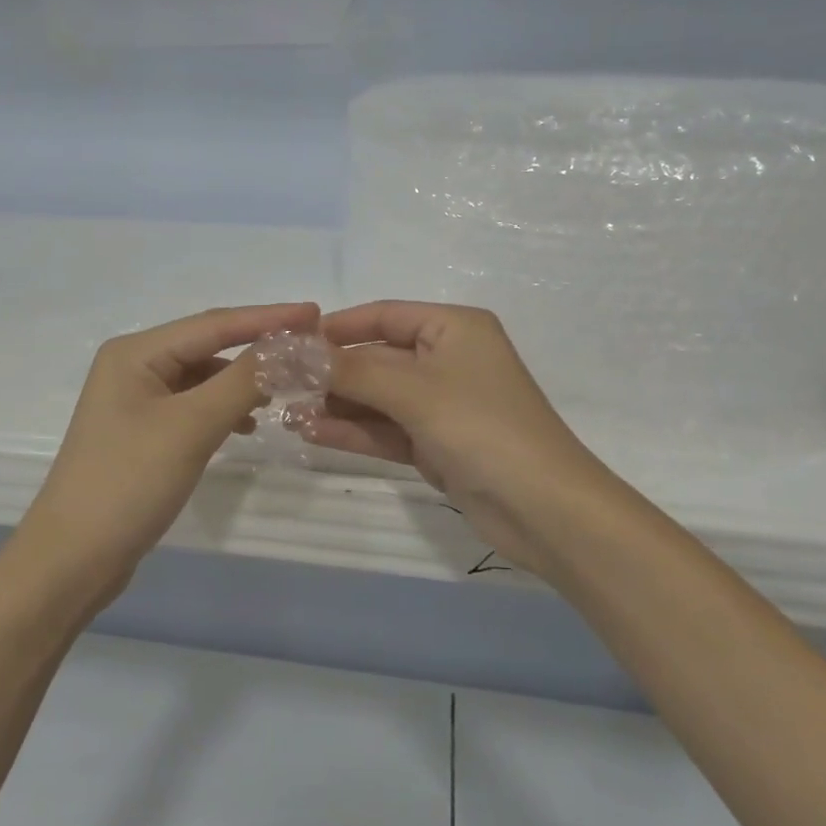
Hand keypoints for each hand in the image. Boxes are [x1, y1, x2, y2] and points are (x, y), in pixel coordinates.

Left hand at [21, 302, 320, 603]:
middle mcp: (133, 366)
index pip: (214, 323)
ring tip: (285, 387)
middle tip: (308, 345)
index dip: (267, 318)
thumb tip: (290, 346)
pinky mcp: (143, 432)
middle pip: (207, 345)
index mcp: (135, 352)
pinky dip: (223, 408)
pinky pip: (193, 405)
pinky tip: (247, 424)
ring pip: (202, 377)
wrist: (72, 559)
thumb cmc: (129, 482)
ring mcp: (136, 400)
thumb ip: (242, 381)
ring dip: (241, 380)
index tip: (314, 312)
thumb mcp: (191, 427)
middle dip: (256, 346)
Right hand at [301, 302, 619, 581]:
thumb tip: (296, 351)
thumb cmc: (482, 428)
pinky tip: (311, 433)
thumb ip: (352, 370)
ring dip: (337, 405)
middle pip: (378, 357)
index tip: (290, 342)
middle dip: (332, 372)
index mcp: (454, 328)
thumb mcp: (414, 391)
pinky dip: (354, 431)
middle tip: (280, 384)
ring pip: (378, 397)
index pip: (384, 315)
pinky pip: (387, 429)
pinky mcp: (437, 444)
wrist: (545, 510)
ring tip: (287, 412)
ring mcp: (442, 405)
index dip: (337, 327)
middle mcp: (448, 359)